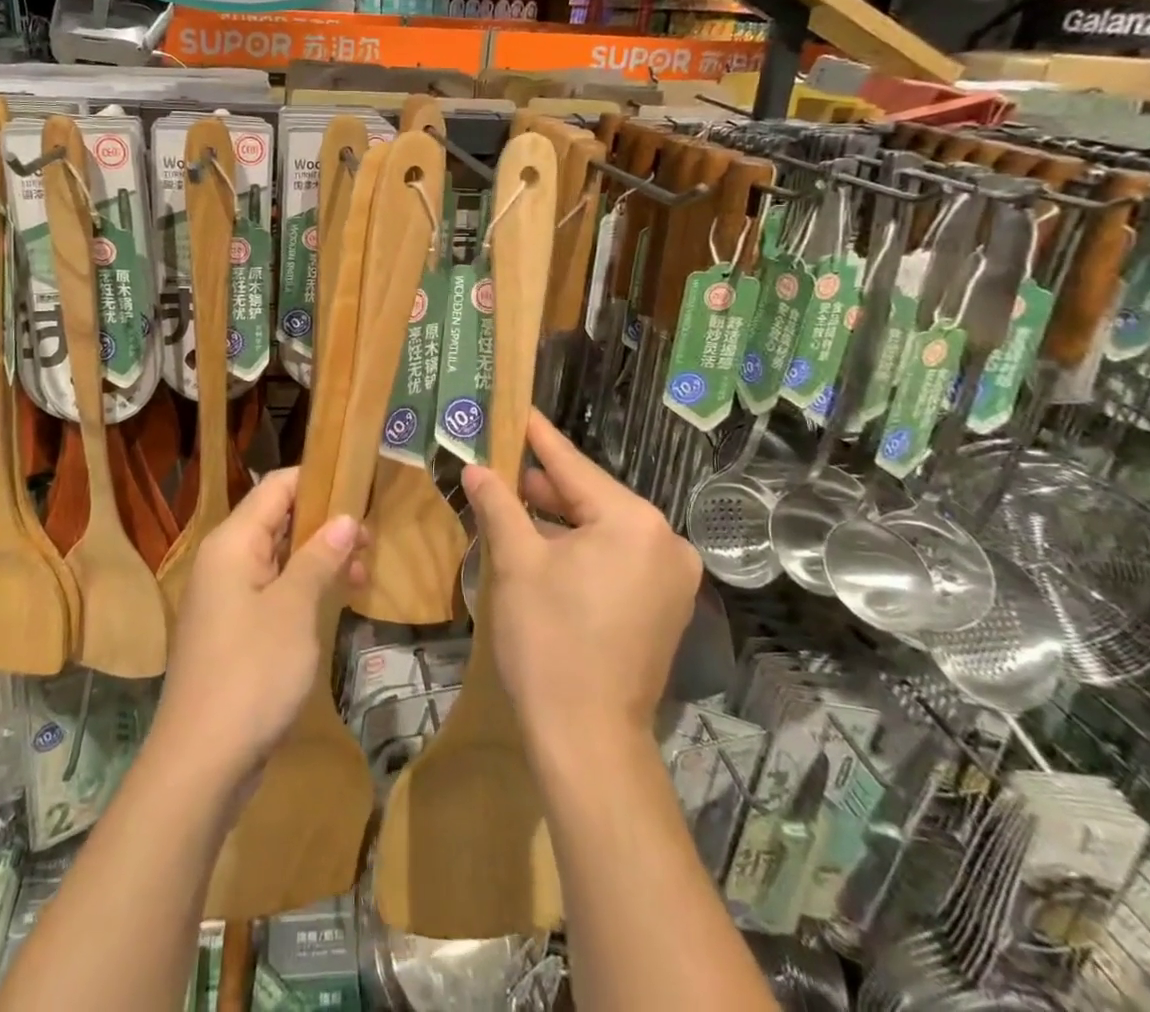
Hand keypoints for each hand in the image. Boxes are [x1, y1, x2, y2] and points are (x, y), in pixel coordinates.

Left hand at [152, 468, 367, 789]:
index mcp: (233, 542)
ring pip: (278, 556)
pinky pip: (271, 589)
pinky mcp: (232, 629)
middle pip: (278, 519)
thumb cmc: (252, 673)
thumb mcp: (295, 609)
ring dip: (318, 558)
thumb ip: (319, 557)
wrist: (201, 762)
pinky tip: (333, 601)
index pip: (276, 487)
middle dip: (325, 523)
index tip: (360, 486)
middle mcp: (224, 560)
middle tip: (370, 540)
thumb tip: (345, 518)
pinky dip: (302, 587)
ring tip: (362, 573)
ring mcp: (226, 596)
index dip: (318, 479)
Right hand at [463, 411, 700, 751]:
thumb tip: (477, 469)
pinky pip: (618, 557)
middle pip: (593, 497)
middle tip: (502, 463)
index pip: (574, 467)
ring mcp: (672, 577)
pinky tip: (546, 545)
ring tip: (516, 502)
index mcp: (633, 522)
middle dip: (546, 485)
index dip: (539, 438)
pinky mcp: (666, 605)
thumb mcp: (516, 563)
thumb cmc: (548, 641)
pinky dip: (583, 547)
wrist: (587, 739)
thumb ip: (499, 504)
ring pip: (605, 528)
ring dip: (562, 519)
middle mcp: (665, 541)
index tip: (520, 410)